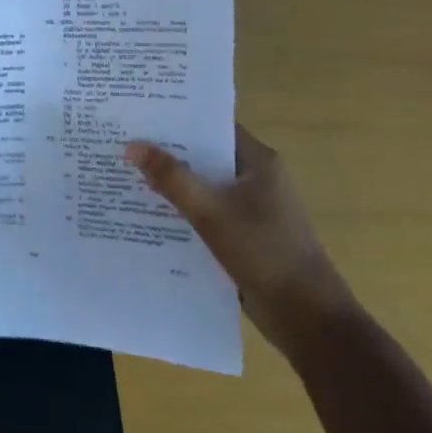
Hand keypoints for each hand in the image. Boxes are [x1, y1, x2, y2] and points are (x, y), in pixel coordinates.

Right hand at [125, 125, 351, 359]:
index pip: (213, 127)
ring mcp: (253, 209)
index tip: (140, 114)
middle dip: (168, 152)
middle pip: (206, 156)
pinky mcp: (245, 235)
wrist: (307, 318)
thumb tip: (131, 145)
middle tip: (124, 143)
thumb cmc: (264, 252)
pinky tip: (150, 214)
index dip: (178, 119)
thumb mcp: (210, 211)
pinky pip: (208, 212)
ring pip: (205, 186)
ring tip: (127, 174)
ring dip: (173, 184)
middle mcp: (257, 179)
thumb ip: (171, 177)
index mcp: (259, 162)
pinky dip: (184, 210)